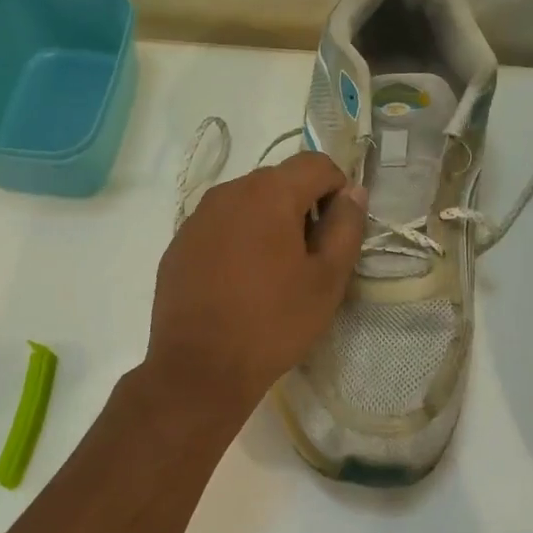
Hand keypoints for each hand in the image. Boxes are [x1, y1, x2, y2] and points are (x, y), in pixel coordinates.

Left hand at [142, 150, 367, 427]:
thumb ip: (346, 226)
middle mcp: (229, 192)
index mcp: (269, 193)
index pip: (317, 164)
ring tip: (273, 274)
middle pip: (280, 181)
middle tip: (309, 259)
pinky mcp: (179, 243)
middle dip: (303, 208)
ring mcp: (198, 217)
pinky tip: (239, 283)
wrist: (199, 369)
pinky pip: (220, 226)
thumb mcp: (327, 279)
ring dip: (269, 223)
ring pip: (248, 203)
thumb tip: (353, 192)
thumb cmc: (273, 323)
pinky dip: (238, 240)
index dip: (338, 191)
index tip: (337, 232)